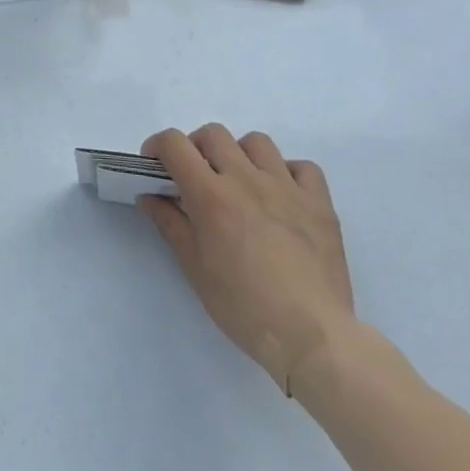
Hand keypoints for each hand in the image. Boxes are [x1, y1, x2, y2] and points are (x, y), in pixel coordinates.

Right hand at [138, 125, 354, 394]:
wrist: (311, 336)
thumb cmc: (243, 307)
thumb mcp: (195, 269)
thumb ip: (171, 224)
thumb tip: (150, 197)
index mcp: (211, 195)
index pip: (175, 144)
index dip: (158, 146)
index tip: (156, 164)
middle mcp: (247, 179)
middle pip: (213, 134)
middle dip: (196, 148)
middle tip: (196, 177)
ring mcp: (287, 188)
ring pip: (257, 142)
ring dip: (240, 154)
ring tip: (240, 183)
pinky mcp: (319, 203)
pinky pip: (303, 167)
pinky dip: (288, 173)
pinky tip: (282, 196)